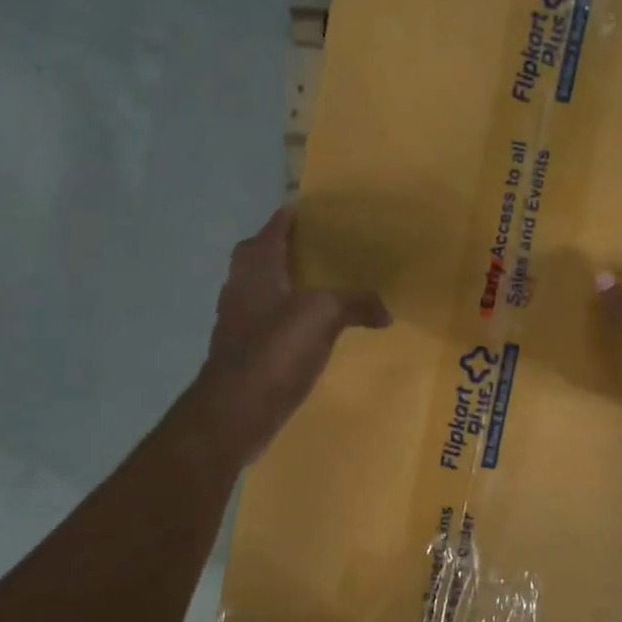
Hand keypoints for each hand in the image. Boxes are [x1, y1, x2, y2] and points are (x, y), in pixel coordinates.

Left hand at [189, 208, 390, 463]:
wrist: (235, 410)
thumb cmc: (275, 350)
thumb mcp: (324, 315)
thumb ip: (356, 303)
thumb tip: (385, 310)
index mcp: (256, 267)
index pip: (273, 227)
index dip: (291, 215)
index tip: (315, 210)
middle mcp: (240, 287)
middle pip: (258, 255)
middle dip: (283, 247)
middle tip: (317, 248)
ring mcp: (236, 320)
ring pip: (260, 289)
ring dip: (283, 283)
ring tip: (319, 287)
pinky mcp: (242, 351)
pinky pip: (265, 322)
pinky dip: (285, 319)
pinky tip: (309, 331)